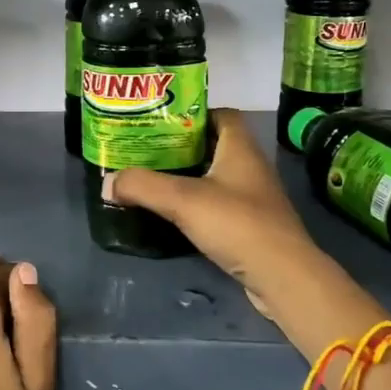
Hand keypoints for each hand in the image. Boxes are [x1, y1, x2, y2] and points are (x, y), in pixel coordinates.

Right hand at [102, 109, 351, 322]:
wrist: (283, 277)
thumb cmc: (237, 224)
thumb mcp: (183, 200)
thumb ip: (143, 186)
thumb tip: (107, 182)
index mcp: (240, 148)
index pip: (221, 114)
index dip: (193, 112)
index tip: (161, 120)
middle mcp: (250, 167)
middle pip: (213, 145)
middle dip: (181, 145)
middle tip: (145, 149)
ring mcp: (252, 198)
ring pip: (215, 176)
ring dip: (187, 176)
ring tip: (151, 179)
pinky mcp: (250, 226)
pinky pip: (218, 204)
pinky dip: (196, 204)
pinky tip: (172, 213)